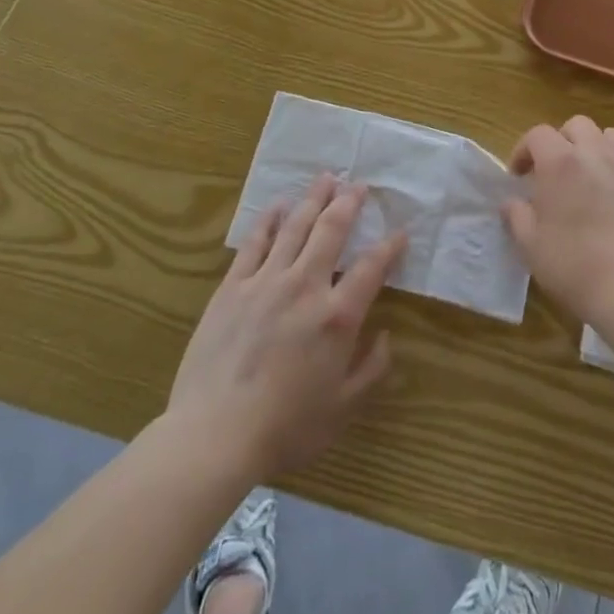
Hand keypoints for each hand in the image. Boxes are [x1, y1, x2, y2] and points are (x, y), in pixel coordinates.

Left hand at [170, 175, 406, 478]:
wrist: (214, 435)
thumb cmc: (285, 427)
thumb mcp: (343, 408)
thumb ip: (371, 369)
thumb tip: (385, 337)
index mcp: (337, 316)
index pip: (372, 268)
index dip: (389, 247)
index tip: (400, 232)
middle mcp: (306, 286)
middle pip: (331, 230)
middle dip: (349, 203)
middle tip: (358, 184)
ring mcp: (266, 281)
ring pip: (295, 227)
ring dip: (313, 199)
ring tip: (326, 179)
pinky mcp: (233, 287)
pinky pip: (255, 243)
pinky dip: (269, 220)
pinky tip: (278, 206)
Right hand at [503, 117, 613, 332]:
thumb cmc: (572, 265)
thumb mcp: (529, 244)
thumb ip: (516, 215)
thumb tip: (512, 202)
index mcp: (560, 163)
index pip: (538, 134)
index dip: (523, 150)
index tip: (517, 177)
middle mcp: (594, 155)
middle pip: (576, 125)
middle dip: (559, 141)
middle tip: (549, 171)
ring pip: (607, 135)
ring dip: (590, 146)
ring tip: (582, 174)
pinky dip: (612, 165)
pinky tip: (605, 195)